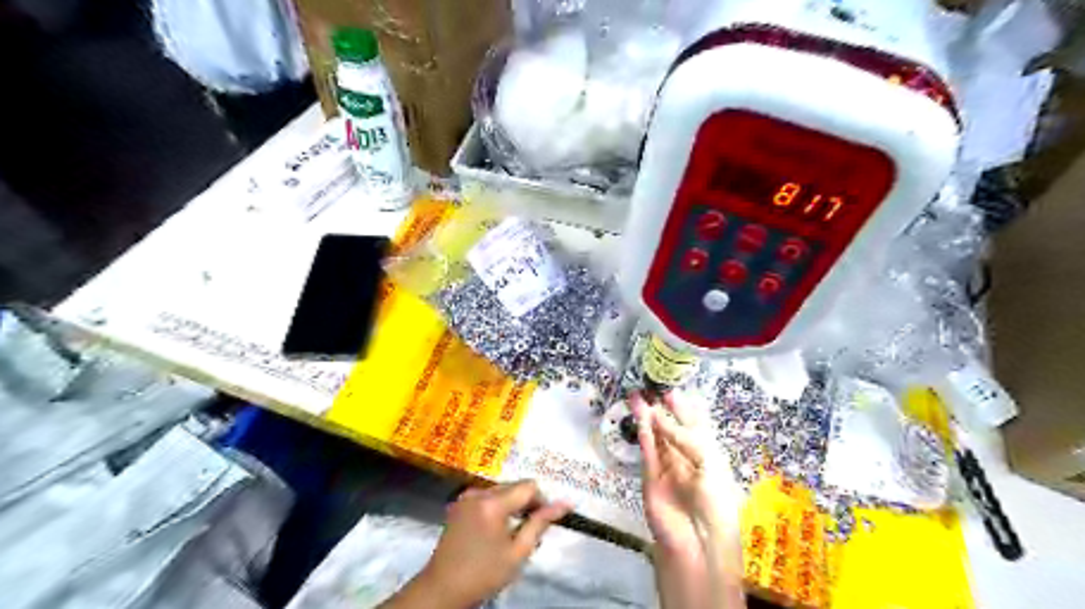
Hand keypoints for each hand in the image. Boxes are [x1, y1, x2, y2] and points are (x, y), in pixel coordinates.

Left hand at [416, 482, 570, 606]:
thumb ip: (540, 523)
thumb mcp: (517, 553)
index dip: (542, 501)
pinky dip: (498, 507)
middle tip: (531, 530)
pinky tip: (497, 529)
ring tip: (514, 531)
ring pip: (502, 490)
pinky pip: (487, 496)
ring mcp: (466, 496)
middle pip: (514, 486)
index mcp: (492, 503)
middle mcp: (478, 492)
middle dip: (527, 503)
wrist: (442, 589)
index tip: (544, 521)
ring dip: (513, 504)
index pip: (529, 486)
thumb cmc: (484, 574)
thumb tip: (565, 503)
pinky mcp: (460, 503)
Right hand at [632, 393, 750, 606]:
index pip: (693, 425)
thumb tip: (659, 418)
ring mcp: (666, 467)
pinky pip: (647, 452)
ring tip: (636, 398)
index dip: (682, 407)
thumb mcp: (707, 463)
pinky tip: (639, 421)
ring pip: (656, 437)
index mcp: (706, 455)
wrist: (698, 541)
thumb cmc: (715, 501)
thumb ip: (684, 438)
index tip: (670, 389)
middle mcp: (685, 458)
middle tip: (648, 389)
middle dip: (660, 409)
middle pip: (670, 428)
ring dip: (647, 418)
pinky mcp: (650, 478)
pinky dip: (643, 436)